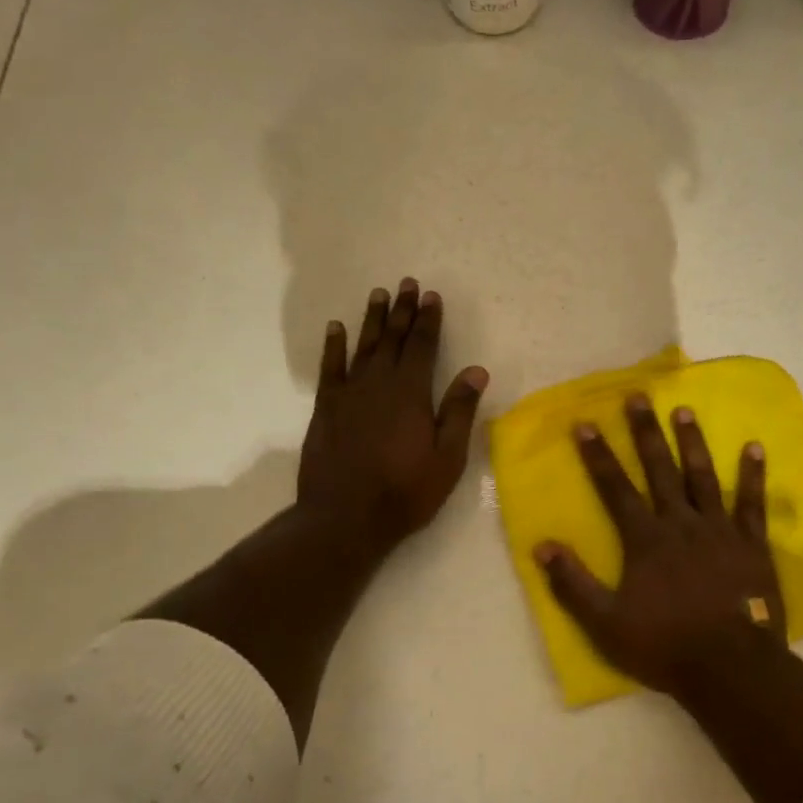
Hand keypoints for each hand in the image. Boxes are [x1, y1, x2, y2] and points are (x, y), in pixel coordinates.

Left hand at [297, 278, 487, 556]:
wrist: (345, 518)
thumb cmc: (405, 492)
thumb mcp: (447, 458)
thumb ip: (459, 411)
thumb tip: (476, 370)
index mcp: (411, 393)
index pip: (422, 346)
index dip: (428, 320)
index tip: (432, 296)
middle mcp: (378, 383)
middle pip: (392, 338)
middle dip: (402, 310)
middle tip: (407, 283)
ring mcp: (348, 394)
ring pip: (363, 346)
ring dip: (372, 319)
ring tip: (378, 294)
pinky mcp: (326, 409)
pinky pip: (330, 368)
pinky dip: (334, 346)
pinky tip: (336, 328)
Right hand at [534, 394, 786, 697]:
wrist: (731, 667)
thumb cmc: (664, 645)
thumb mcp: (605, 623)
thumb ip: (572, 584)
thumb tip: (540, 547)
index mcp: (645, 539)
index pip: (615, 488)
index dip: (598, 455)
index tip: (585, 423)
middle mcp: (680, 523)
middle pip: (659, 469)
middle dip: (645, 433)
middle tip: (638, 397)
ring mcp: (719, 530)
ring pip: (703, 476)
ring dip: (693, 442)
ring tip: (684, 410)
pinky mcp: (751, 544)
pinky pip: (751, 503)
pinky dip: (753, 475)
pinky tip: (754, 448)